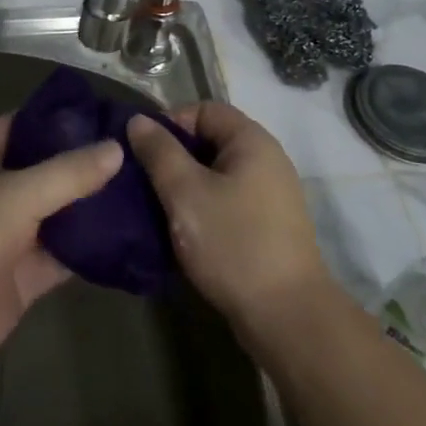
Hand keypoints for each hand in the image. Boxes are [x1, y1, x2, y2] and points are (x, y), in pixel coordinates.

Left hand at [0, 114, 121, 377]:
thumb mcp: (15, 193)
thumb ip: (67, 172)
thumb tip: (116, 148)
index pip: (25, 123)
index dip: (61, 116)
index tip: (107, 112)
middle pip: (47, 169)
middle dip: (86, 162)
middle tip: (139, 151)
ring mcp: (11, 235)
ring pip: (60, 212)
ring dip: (93, 205)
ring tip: (145, 188)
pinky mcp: (25, 276)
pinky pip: (65, 255)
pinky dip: (92, 248)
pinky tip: (131, 237)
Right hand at [127, 102, 330, 338]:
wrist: (286, 316)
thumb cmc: (233, 243)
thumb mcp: (185, 193)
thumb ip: (159, 152)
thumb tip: (138, 120)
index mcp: (252, 140)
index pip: (204, 109)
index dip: (170, 123)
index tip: (144, 152)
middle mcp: (267, 159)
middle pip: (211, 140)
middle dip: (175, 157)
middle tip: (145, 181)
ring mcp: (271, 195)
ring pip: (217, 174)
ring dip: (186, 186)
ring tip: (158, 207)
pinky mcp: (269, 226)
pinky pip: (228, 200)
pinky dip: (204, 207)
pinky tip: (183, 230)